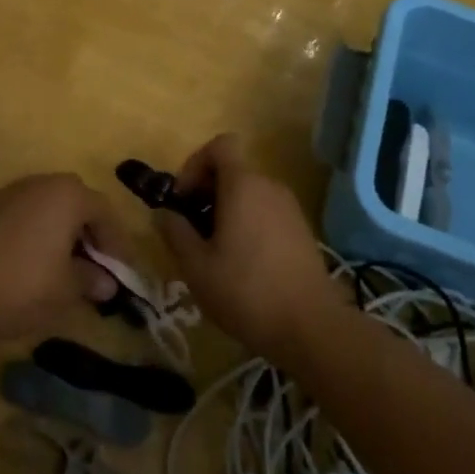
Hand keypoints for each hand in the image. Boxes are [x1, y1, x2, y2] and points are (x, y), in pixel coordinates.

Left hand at [0, 174, 123, 338]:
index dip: (117, 243)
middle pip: (75, 202)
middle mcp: (39, 184)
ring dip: (60, 230)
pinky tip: (30, 262)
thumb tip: (106, 284)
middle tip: (94, 263)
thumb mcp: (67, 290)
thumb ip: (91, 281)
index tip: (121, 272)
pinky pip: (22, 215)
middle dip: (88, 231)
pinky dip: (34, 233)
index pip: (104, 212)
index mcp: (67, 195)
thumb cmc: (23, 285)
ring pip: (46, 206)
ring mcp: (8, 193)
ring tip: (63, 265)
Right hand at [154, 133, 342, 360]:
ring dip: (225, 210)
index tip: (182, 198)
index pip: (220, 145)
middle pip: (232, 170)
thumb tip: (164, 213)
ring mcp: (290, 208)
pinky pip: (266, 211)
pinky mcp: (301, 230)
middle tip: (191, 230)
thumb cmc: (246, 291)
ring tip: (213, 251)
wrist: (310, 328)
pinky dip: (247, 223)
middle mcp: (270, 186)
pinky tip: (241, 264)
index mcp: (243, 185)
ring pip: (249, 193)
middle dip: (205, 192)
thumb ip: (175, 232)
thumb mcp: (196, 266)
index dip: (195, 163)